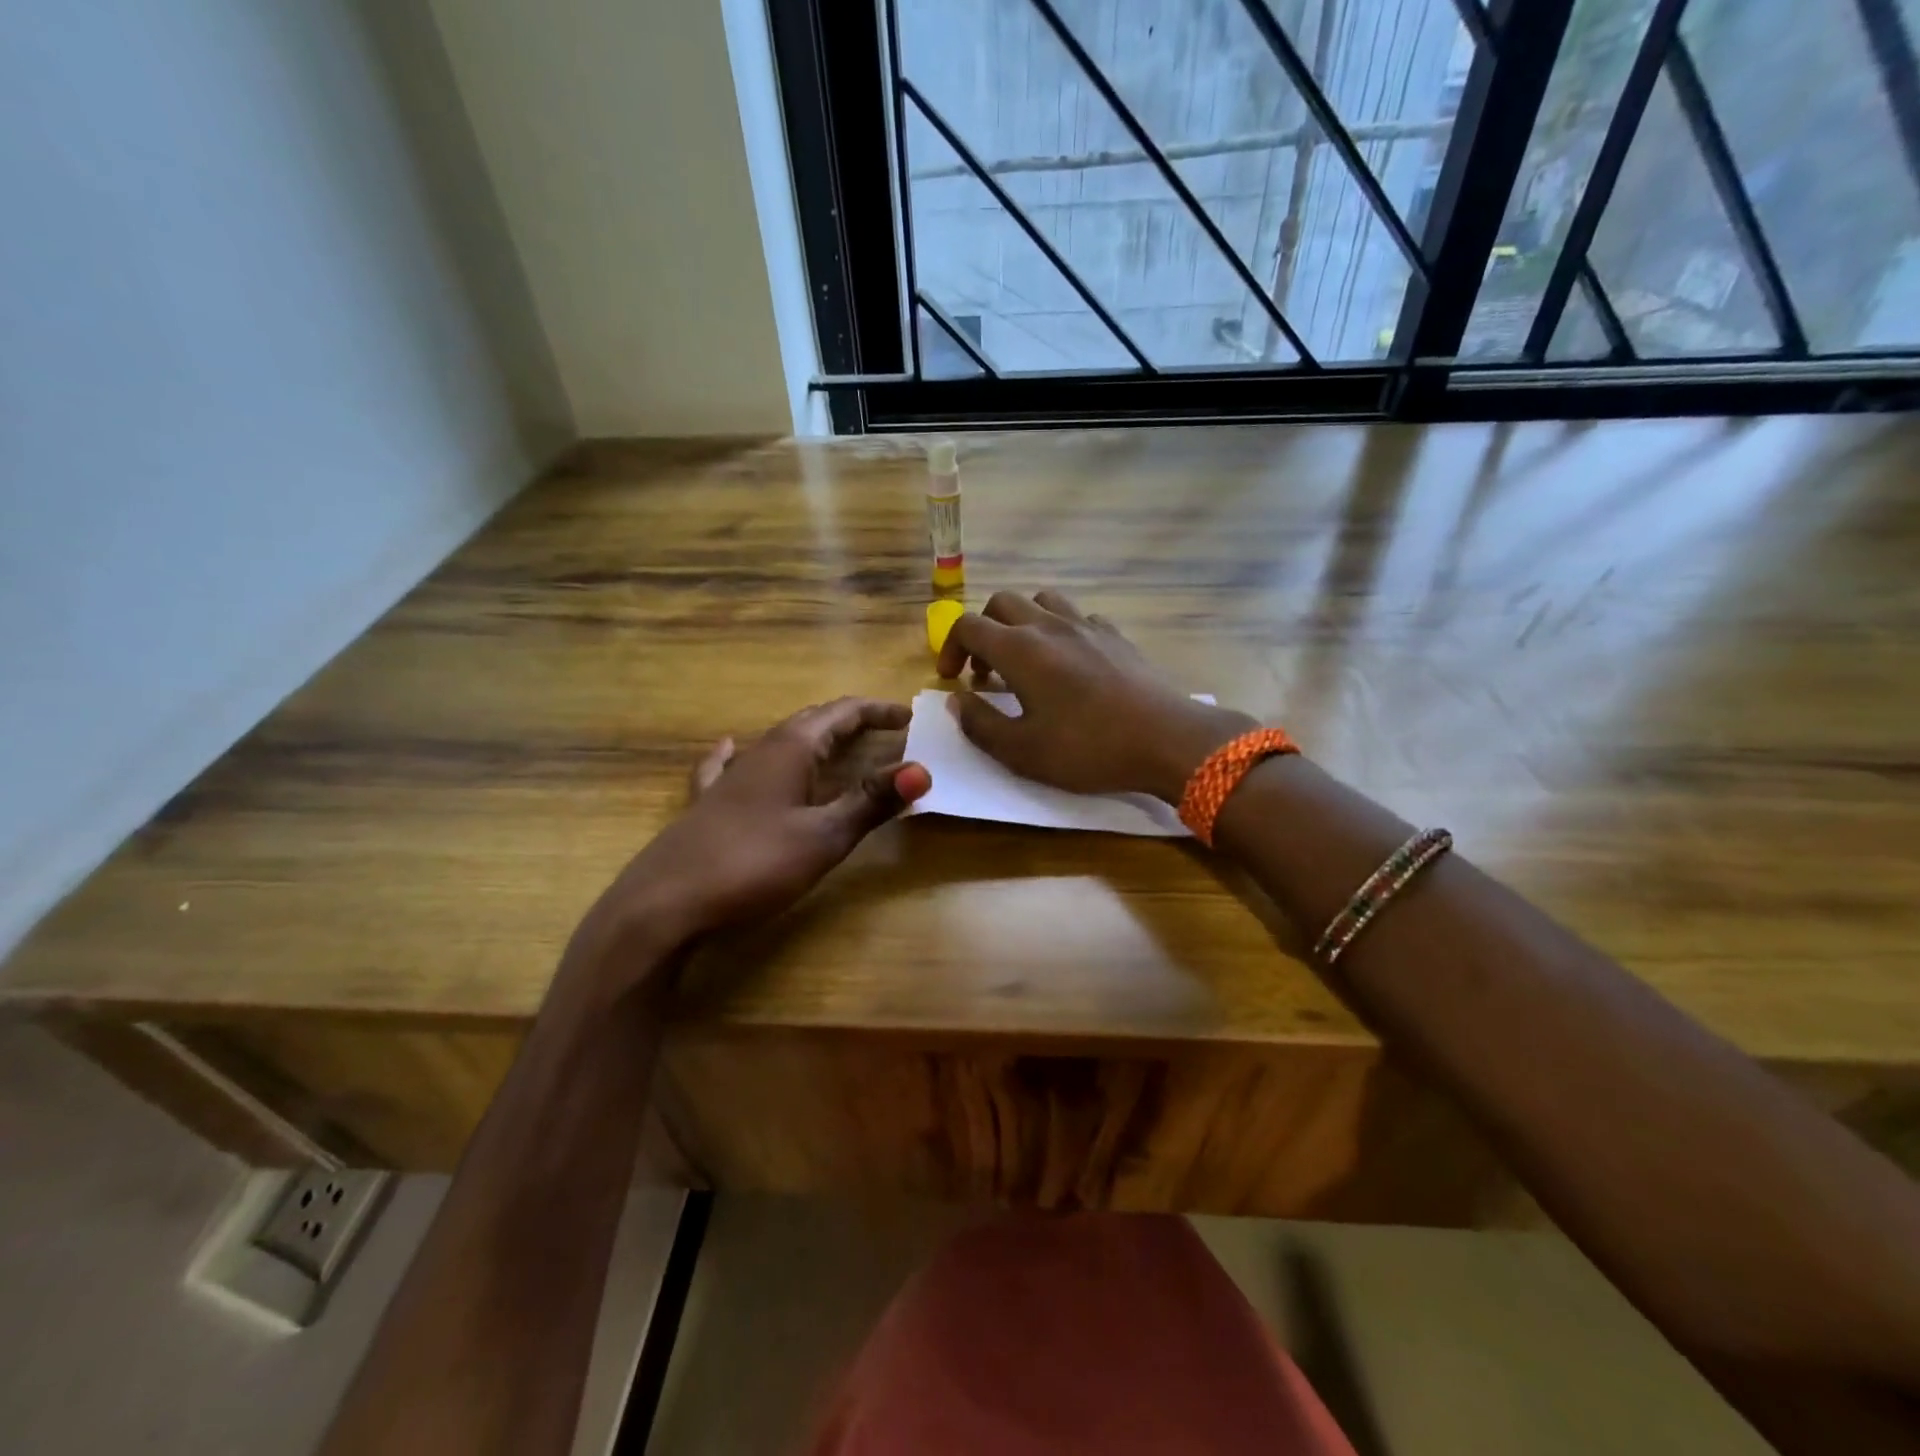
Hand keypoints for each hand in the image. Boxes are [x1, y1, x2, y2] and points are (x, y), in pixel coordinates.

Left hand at [579, 698, 930, 966]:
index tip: (909, 718)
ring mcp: (729, 777)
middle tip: (884, 730)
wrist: (664, 904)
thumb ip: (871, 802)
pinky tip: (731, 748)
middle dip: (850, 721)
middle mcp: (759, 752)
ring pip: (778, 742)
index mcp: (791, 750)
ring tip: (836, 744)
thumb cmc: (753, 865)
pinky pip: (730, 765)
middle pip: (811, 722)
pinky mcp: (708, 805)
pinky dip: (745, 753)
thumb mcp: (823, 837)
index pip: (842, 713)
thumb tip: (922, 770)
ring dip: (813, 738)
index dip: (877, 712)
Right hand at [936, 590, 1254, 802]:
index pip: (968, 626)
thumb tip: (957, 700)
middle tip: (985, 672)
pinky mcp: (1116, 635)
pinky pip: (1078, 617)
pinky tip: (1070, 664)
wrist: (1166, 739)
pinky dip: (1061, 631)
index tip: (952, 680)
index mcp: (1020, 649)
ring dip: (1022, 622)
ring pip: (1042, 601)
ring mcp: (1087, 625)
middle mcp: (1049, 625)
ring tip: (1025, 659)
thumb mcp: (1022, 751)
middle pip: (1001, 602)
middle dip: (983, 632)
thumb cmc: (1088, 749)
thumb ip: (980, 724)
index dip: (949, 648)